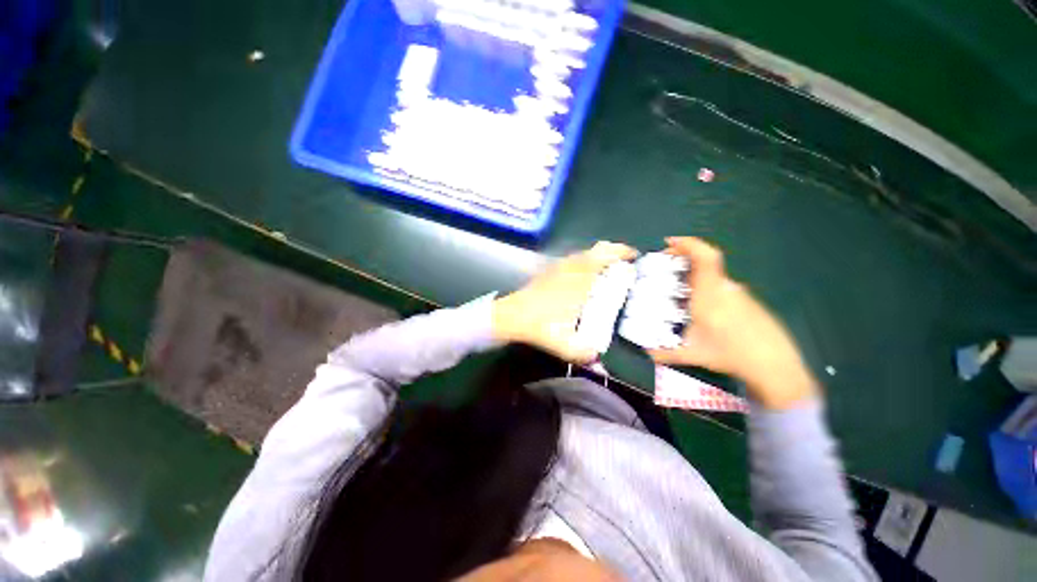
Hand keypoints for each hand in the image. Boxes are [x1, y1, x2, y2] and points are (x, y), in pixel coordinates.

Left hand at [493, 241, 637, 363]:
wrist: (510, 316)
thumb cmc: (538, 325)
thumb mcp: (563, 344)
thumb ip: (584, 354)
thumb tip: (601, 362)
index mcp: (579, 280)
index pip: (604, 255)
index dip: (622, 252)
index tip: (635, 258)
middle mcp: (571, 268)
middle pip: (597, 248)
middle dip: (614, 251)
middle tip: (625, 265)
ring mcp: (558, 267)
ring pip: (584, 253)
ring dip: (600, 257)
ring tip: (610, 272)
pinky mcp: (549, 271)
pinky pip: (573, 259)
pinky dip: (585, 262)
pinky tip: (585, 278)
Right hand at [649, 237, 816, 408]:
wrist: (775, 366)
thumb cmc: (731, 355)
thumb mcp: (693, 354)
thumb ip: (665, 354)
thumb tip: (645, 354)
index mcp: (709, 294)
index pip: (704, 258)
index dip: (688, 244)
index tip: (670, 242)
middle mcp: (725, 288)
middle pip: (704, 263)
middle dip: (683, 260)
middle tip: (665, 267)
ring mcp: (739, 294)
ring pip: (712, 277)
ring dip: (694, 276)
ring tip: (679, 292)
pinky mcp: (748, 302)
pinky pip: (722, 287)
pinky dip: (707, 288)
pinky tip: (703, 310)